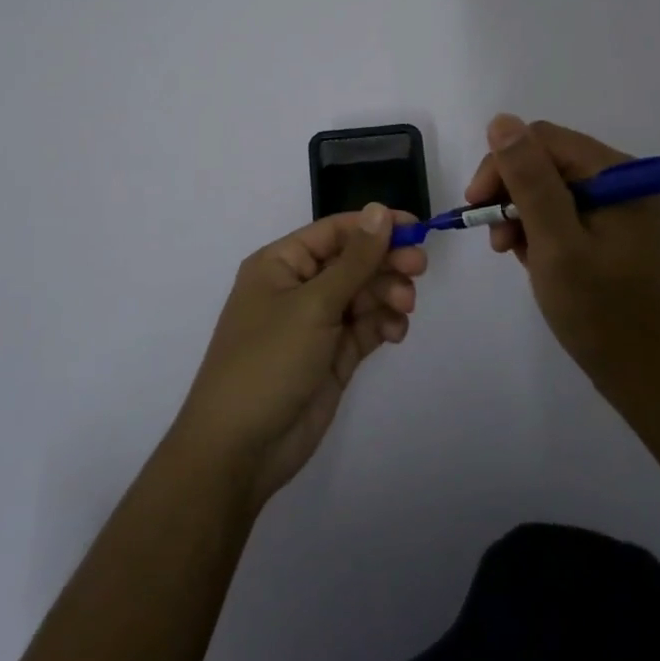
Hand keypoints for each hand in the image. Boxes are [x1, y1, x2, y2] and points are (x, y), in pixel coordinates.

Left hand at [175, 204, 425, 508]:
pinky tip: (396, 331)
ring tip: (404, 307)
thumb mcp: (313, 305)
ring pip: (364, 294)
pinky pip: (366, 328)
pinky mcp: (333, 356)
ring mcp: (317, 324)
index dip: (375, 226)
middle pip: (353, 261)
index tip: (415, 227)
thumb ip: (354, 260)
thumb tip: (379, 210)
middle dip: (386, 262)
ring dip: (388, 294)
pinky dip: (384, 324)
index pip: (335, 231)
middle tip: (418, 267)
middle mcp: (299, 288)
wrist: (240, 450)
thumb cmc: (268, 362)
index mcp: (281, 264)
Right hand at [464, 114, 659, 407]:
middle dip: (512, 193)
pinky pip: (566, 215)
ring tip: (511, 252)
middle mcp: (624, 182)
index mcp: (619, 175)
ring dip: (523, 214)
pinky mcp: (616, 235)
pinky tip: (534, 261)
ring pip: (553, 189)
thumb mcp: (556, 244)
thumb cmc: (602, 313)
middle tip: (494, 239)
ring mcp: (622, 209)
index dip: (503, 165)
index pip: (544, 140)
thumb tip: (502, 120)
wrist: (653, 380)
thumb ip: (529, 180)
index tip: (476, 206)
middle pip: (548, 162)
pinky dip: (542, 232)